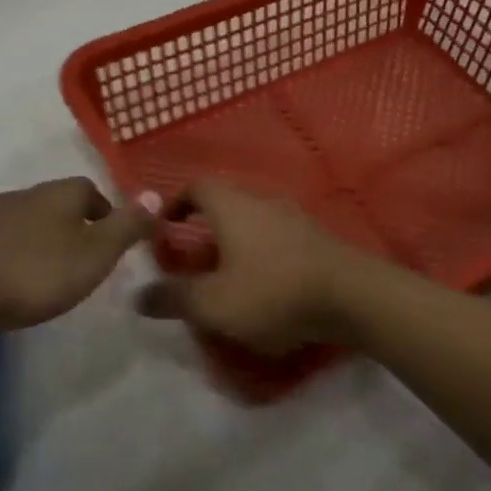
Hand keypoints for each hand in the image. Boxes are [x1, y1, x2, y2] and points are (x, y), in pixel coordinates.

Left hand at [0, 177, 150, 332]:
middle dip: (76, 228)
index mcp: (61, 193)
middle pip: (61, 205)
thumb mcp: (95, 254)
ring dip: (46, 243)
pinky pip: (7, 243)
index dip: (107, 214)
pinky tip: (19, 284)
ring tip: (54, 277)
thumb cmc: (36, 273)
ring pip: (33, 223)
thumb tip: (157, 194)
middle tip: (87, 263)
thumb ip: (127, 226)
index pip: (92, 191)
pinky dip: (20, 257)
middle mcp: (28, 194)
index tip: (113, 244)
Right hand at [135, 181, 381, 355]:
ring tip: (225, 277)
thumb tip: (138, 295)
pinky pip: (276, 237)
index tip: (163, 228)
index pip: (196, 186)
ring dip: (234, 243)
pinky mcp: (315, 238)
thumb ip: (173, 298)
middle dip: (204, 229)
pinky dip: (261, 254)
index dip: (175, 203)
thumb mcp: (214, 303)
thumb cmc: (272, 292)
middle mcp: (261, 200)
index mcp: (231, 205)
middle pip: (224, 203)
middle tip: (190, 261)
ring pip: (252, 221)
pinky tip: (263, 286)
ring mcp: (293, 216)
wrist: (352, 296)